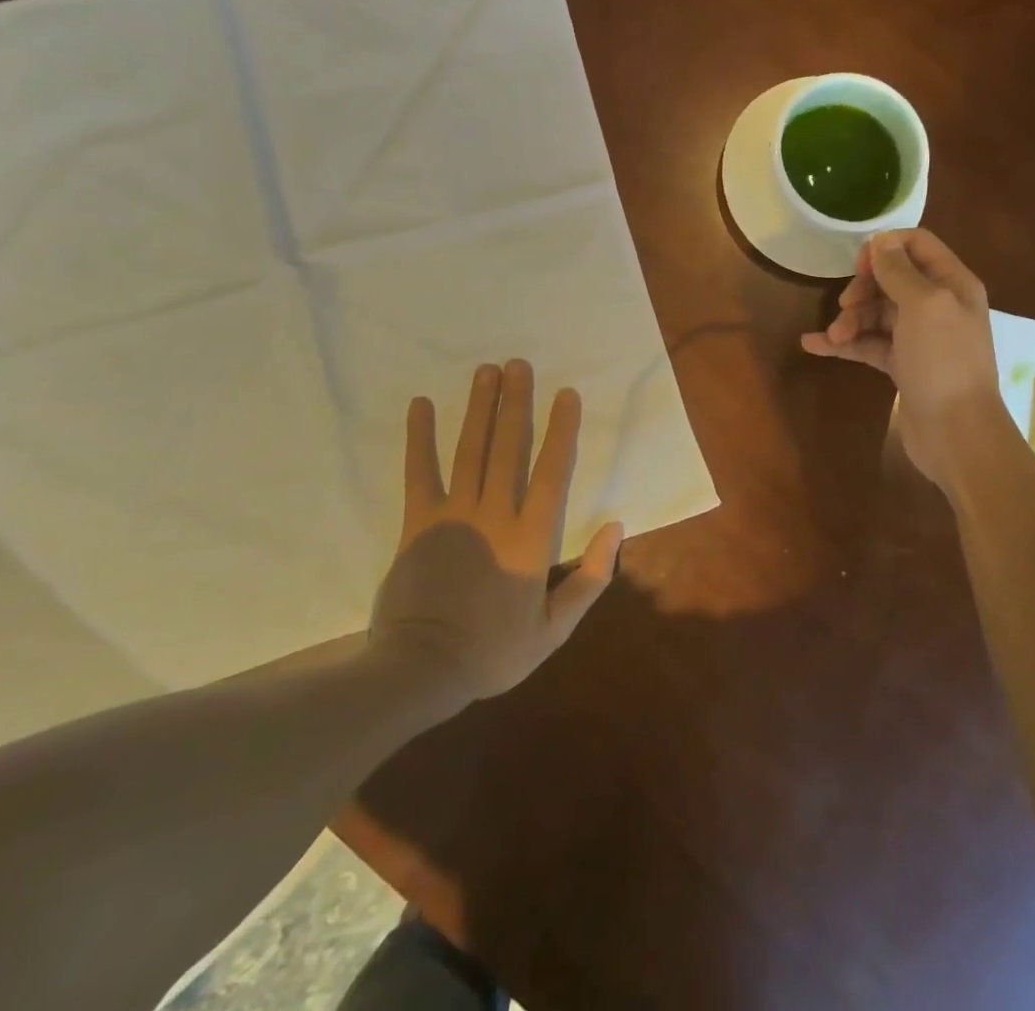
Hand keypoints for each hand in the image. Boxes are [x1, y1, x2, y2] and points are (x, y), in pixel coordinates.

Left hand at [370, 360, 624, 701]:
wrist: (422, 669)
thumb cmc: (494, 651)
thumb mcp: (554, 629)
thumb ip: (590, 579)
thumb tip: (616, 528)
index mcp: (531, 538)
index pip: (552, 471)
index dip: (560, 430)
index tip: (565, 394)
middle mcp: (495, 514)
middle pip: (508, 447)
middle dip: (515, 403)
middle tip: (518, 364)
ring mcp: (454, 514)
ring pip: (471, 449)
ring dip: (479, 408)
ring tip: (485, 371)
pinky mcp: (418, 521)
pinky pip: (419, 472)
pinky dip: (419, 438)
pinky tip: (421, 405)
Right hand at [800, 229, 1001, 481]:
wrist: (957, 433)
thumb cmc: (944, 362)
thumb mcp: (924, 305)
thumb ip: (899, 271)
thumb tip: (879, 243)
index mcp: (952, 283)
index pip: (917, 244)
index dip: (885, 248)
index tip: (858, 266)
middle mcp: (938, 305)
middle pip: (891, 279)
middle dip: (862, 288)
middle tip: (845, 306)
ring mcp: (919, 337)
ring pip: (876, 313)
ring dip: (850, 319)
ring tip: (834, 336)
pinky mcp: (902, 365)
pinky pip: (869, 343)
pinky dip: (844, 343)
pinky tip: (813, 344)